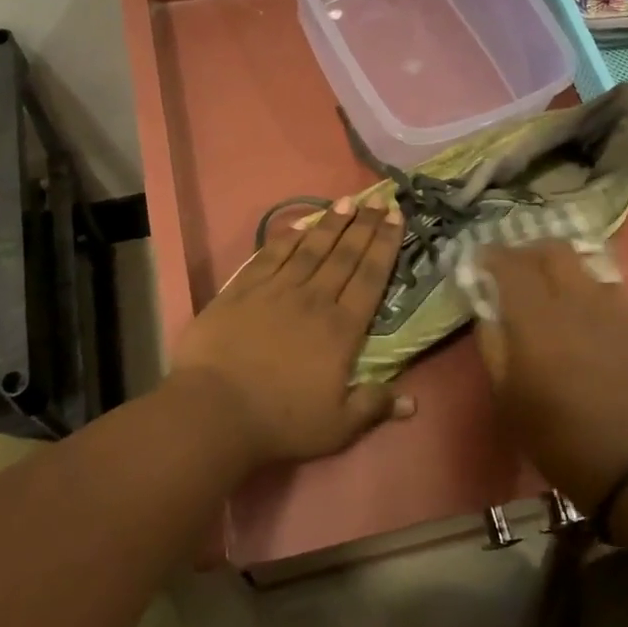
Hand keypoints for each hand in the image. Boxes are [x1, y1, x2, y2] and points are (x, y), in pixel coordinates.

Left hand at [169, 198, 411, 468]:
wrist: (214, 409)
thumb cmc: (280, 421)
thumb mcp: (337, 426)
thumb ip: (374, 407)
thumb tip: (413, 403)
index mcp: (341, 329)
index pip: (370, 277)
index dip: (385, 245)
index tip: (397, 218)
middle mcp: (313, 300)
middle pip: (344, 255)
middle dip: (365, 225)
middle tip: (380, 200)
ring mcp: (275, 290)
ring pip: (310, 248)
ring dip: (330, 223)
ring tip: (346, 202)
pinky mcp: (242, 290)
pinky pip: (271, 255)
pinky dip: (288, 237)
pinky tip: (299, 224)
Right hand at [477, 242, 627, 508]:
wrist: (627, 460)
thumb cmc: (554, 434)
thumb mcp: (505, 395)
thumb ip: (492, 344)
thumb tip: (486, 309)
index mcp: (536, 320)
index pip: (510, 265)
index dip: (491, 255)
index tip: (479, 258)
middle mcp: (574, 301)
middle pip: (551, 250)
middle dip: (527, 251)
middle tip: (512, 267)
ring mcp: (609, 307)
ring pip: (581, 262)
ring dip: (557, 263)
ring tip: (545, 282)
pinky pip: (605, 284)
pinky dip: (584, 283)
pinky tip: (578, 305)